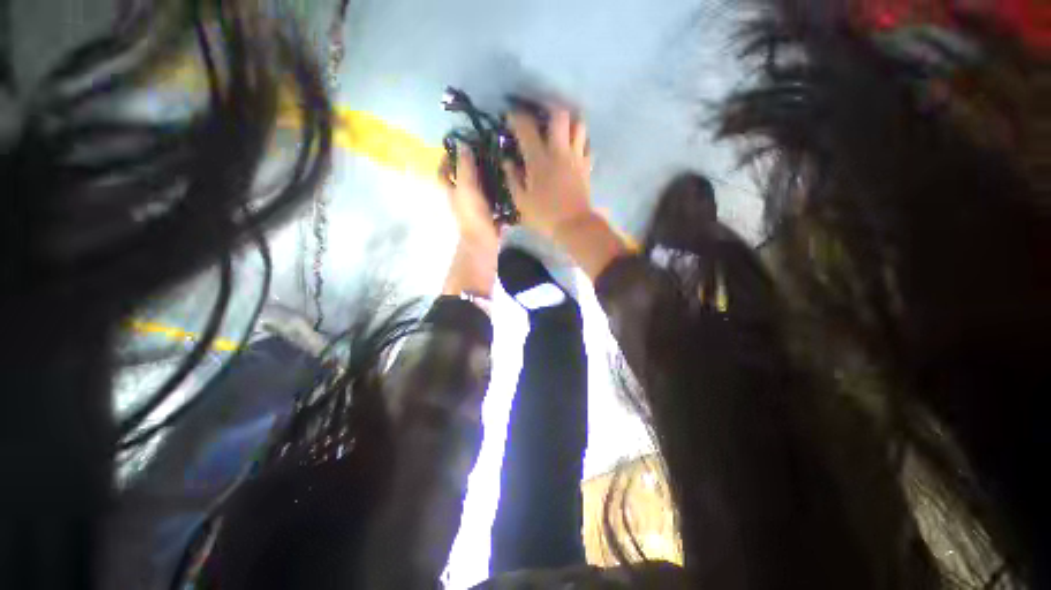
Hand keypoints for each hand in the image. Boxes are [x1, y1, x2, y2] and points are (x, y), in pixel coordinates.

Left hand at [440, 144, 498, 298]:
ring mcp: (474, 208)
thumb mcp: (467, 187)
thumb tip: (462, 144)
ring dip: (486, 178)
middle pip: (462, 178)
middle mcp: (461, 198)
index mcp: (452, 191)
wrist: (483, 242)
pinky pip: (492, 201)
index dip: (446, 159)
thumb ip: (465, 167)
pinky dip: (497, 193)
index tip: (457, 146)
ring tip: (500, 165)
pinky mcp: (488, 216)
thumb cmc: (472, 214)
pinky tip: (508, 185)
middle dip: (470, 166)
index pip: (443, 172)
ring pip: (478, 189)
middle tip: (486, 153)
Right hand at [505, 107, 628, 278]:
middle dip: (549, 108)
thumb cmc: (545, 216)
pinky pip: (587, 145)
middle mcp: (559, 151)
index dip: (516, 117)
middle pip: (560, 115)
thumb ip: (512, 178)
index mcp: (539, 160)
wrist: (574, 226)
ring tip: (560, 128)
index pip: (526, 128)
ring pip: (579, 125)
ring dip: (569, 122)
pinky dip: (580, 141)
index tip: (511, 115)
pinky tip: (573, 147)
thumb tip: (507, 161)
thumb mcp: (521, 201)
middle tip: (541, 114)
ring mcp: (576, 157)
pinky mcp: (587, 166)